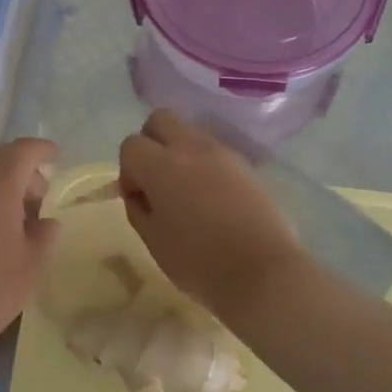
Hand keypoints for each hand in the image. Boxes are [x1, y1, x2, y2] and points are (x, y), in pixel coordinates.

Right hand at [117, 111, 305, 312]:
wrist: (263, 271)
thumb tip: (139, 192)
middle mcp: (191, 147)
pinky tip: (212, 198)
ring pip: (190, 132)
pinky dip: (205, 164)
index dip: (129, 171)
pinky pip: (214, 151)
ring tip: (187, 192)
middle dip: (151, 143)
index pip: (131, 145)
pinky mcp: (245, 164)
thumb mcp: (154, 241)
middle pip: (160, 120)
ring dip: (179, 152)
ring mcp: (223, 152)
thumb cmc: (199, 261)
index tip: (140, 199)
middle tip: (156, 181)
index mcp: (162, 165)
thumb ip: (138, 208)